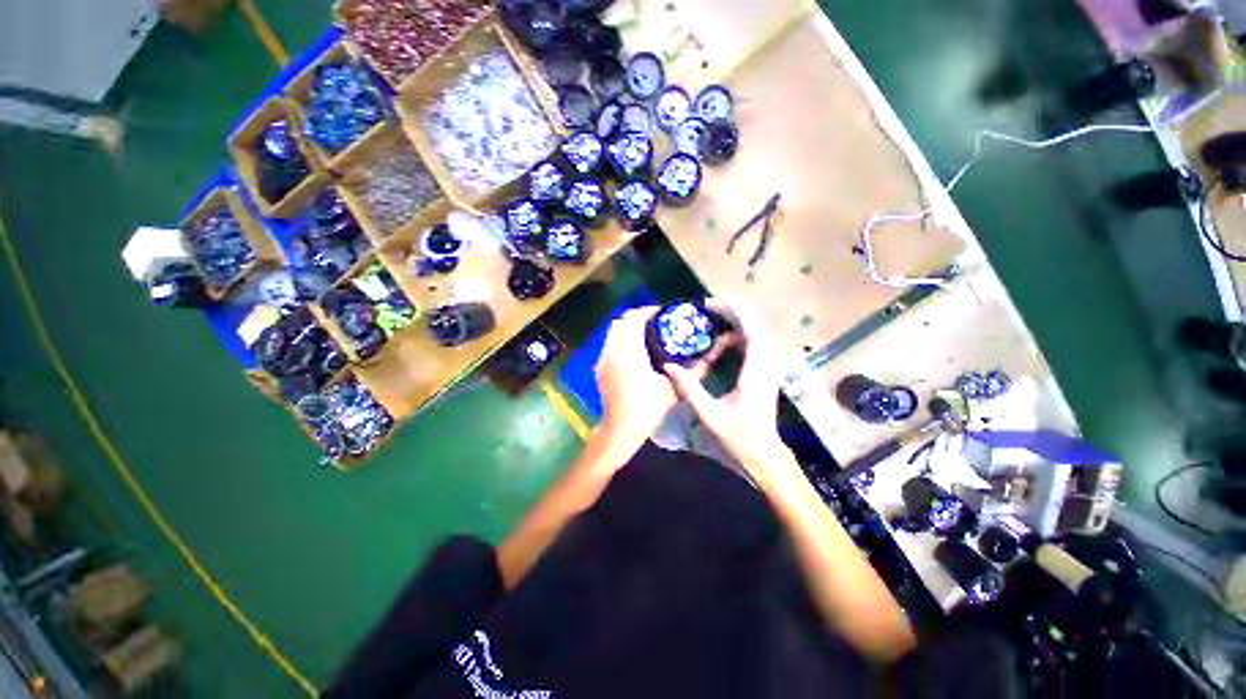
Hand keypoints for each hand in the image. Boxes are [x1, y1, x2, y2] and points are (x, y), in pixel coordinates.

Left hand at [595, 306, 736, 450]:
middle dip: (638, 317)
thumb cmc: (648, 409)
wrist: (620, 430)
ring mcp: (603, 359)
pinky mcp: (600, 367)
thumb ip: (695, 369)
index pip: (635, 319)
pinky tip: (636, 351)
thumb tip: (716, 352)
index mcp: (629, 353)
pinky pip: (610, 343)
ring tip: (648, 334)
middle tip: (657, 322)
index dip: (649, 311)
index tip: (665, 313)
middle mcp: (612, 351)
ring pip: (613, 332)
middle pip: (621, 321)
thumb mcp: (674, 389)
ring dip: (629, 328)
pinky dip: (622, 339)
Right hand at [664, 300, 796, 487]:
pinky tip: (722, 340)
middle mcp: (767, 364)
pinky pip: (755, 344)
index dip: (733, 311)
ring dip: (736, 322)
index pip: (751, 330)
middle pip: (755, 325)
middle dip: (732, 312)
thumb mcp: (708, 413)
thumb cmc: (739, 435)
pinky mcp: (766, 372)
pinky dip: (739, 335)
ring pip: (757, 333)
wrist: (764, 453)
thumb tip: (668, 366)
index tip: (710, 305)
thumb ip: (688, 387)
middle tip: (707, 309)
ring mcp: (769, 367)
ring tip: (712, 319)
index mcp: (756, 371)